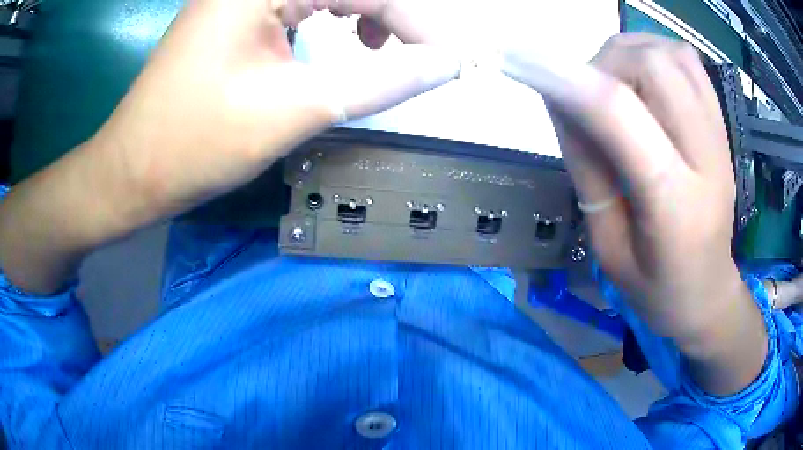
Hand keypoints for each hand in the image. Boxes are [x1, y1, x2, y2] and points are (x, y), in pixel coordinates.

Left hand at [96, 0, 458, 213]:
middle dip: (386, 12)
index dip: (412, 20)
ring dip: (357, 11)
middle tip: (407, 51)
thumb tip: (445, 65)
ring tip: (371, 46)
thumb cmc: (196, 144)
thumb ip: (380, 82)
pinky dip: (324, 18)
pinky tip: (328, 41)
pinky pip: (293, 1)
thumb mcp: (296, 110)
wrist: (131, 173)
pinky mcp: (228, 15)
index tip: (443, 60)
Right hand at [501, 33, 765, 394]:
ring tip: (611, 83)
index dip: (569, 80)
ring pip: (669, 54)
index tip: (524, 64)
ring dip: (628, 54)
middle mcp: (706, 158)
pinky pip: (688, 61)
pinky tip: (641, 76)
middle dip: (603, 65)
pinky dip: (654, 51)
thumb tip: (560, 100)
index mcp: (675, 205)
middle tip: (585, 93)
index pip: (621, 115)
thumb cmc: (657, 288)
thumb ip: (587, 169)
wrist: (709, 293)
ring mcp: (720, 136)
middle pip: (652, 67)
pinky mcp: (722, 125)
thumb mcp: (608, 246)